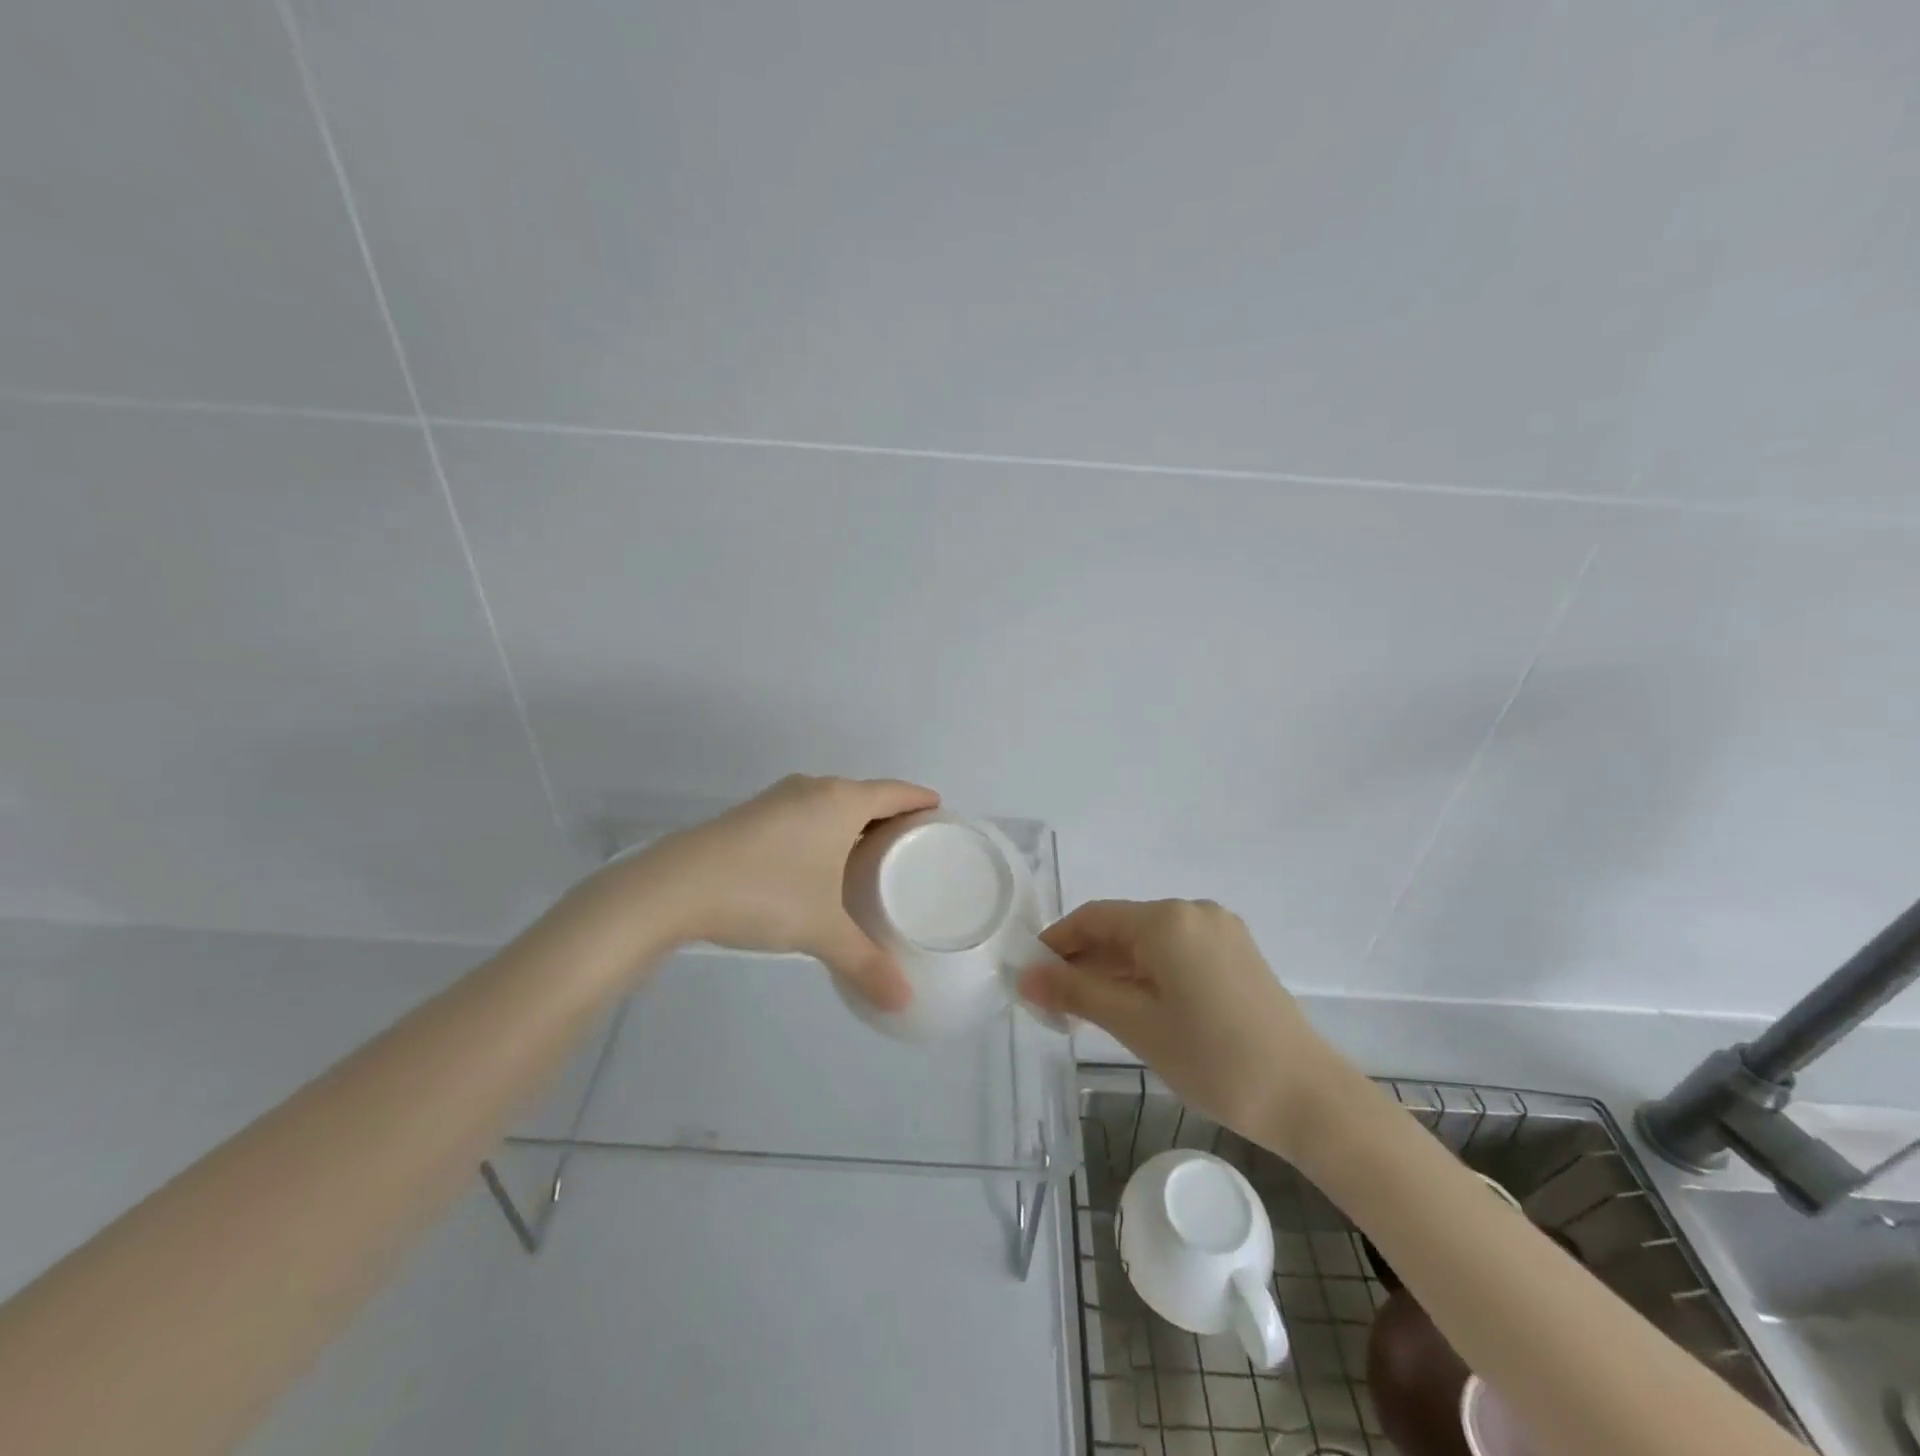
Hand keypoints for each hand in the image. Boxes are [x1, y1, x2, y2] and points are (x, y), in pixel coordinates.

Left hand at [632, 774, 938, 1009]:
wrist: (675, 886)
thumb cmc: (765, 893)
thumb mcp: (822, 930)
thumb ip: (866, 963)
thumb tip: (902, 1002)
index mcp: (841, 801)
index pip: (896, 792)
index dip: (920, 800)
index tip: (940, 812)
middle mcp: (813, 789)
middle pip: (865, 794)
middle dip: (890, 815)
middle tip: (911, 845)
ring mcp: (778, 799)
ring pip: (830, 803)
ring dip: (853, 822)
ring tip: (870, 855)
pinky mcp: (751, 815)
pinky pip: (805, 813)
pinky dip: (823, 829)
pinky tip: (819, 862)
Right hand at [1021, 899, 1346, 1153]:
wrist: (1309, 1099)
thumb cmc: (1213, 1059)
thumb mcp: (1135, 1024)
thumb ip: (1076, 993)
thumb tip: (1024, 977)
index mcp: (1167, 920)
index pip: (1093, 918)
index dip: (1056, 943)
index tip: (1030, 976)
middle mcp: (1193, 912)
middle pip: (1122, 928)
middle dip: (1085, 961)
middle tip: (1056, 1004)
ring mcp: (1221, 932)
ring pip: (1149, 943)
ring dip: (1115, 970)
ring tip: (1089, 1012)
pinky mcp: (1237, 955)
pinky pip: (1177, 953)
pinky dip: (1148, 974)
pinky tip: (1135, 1006)